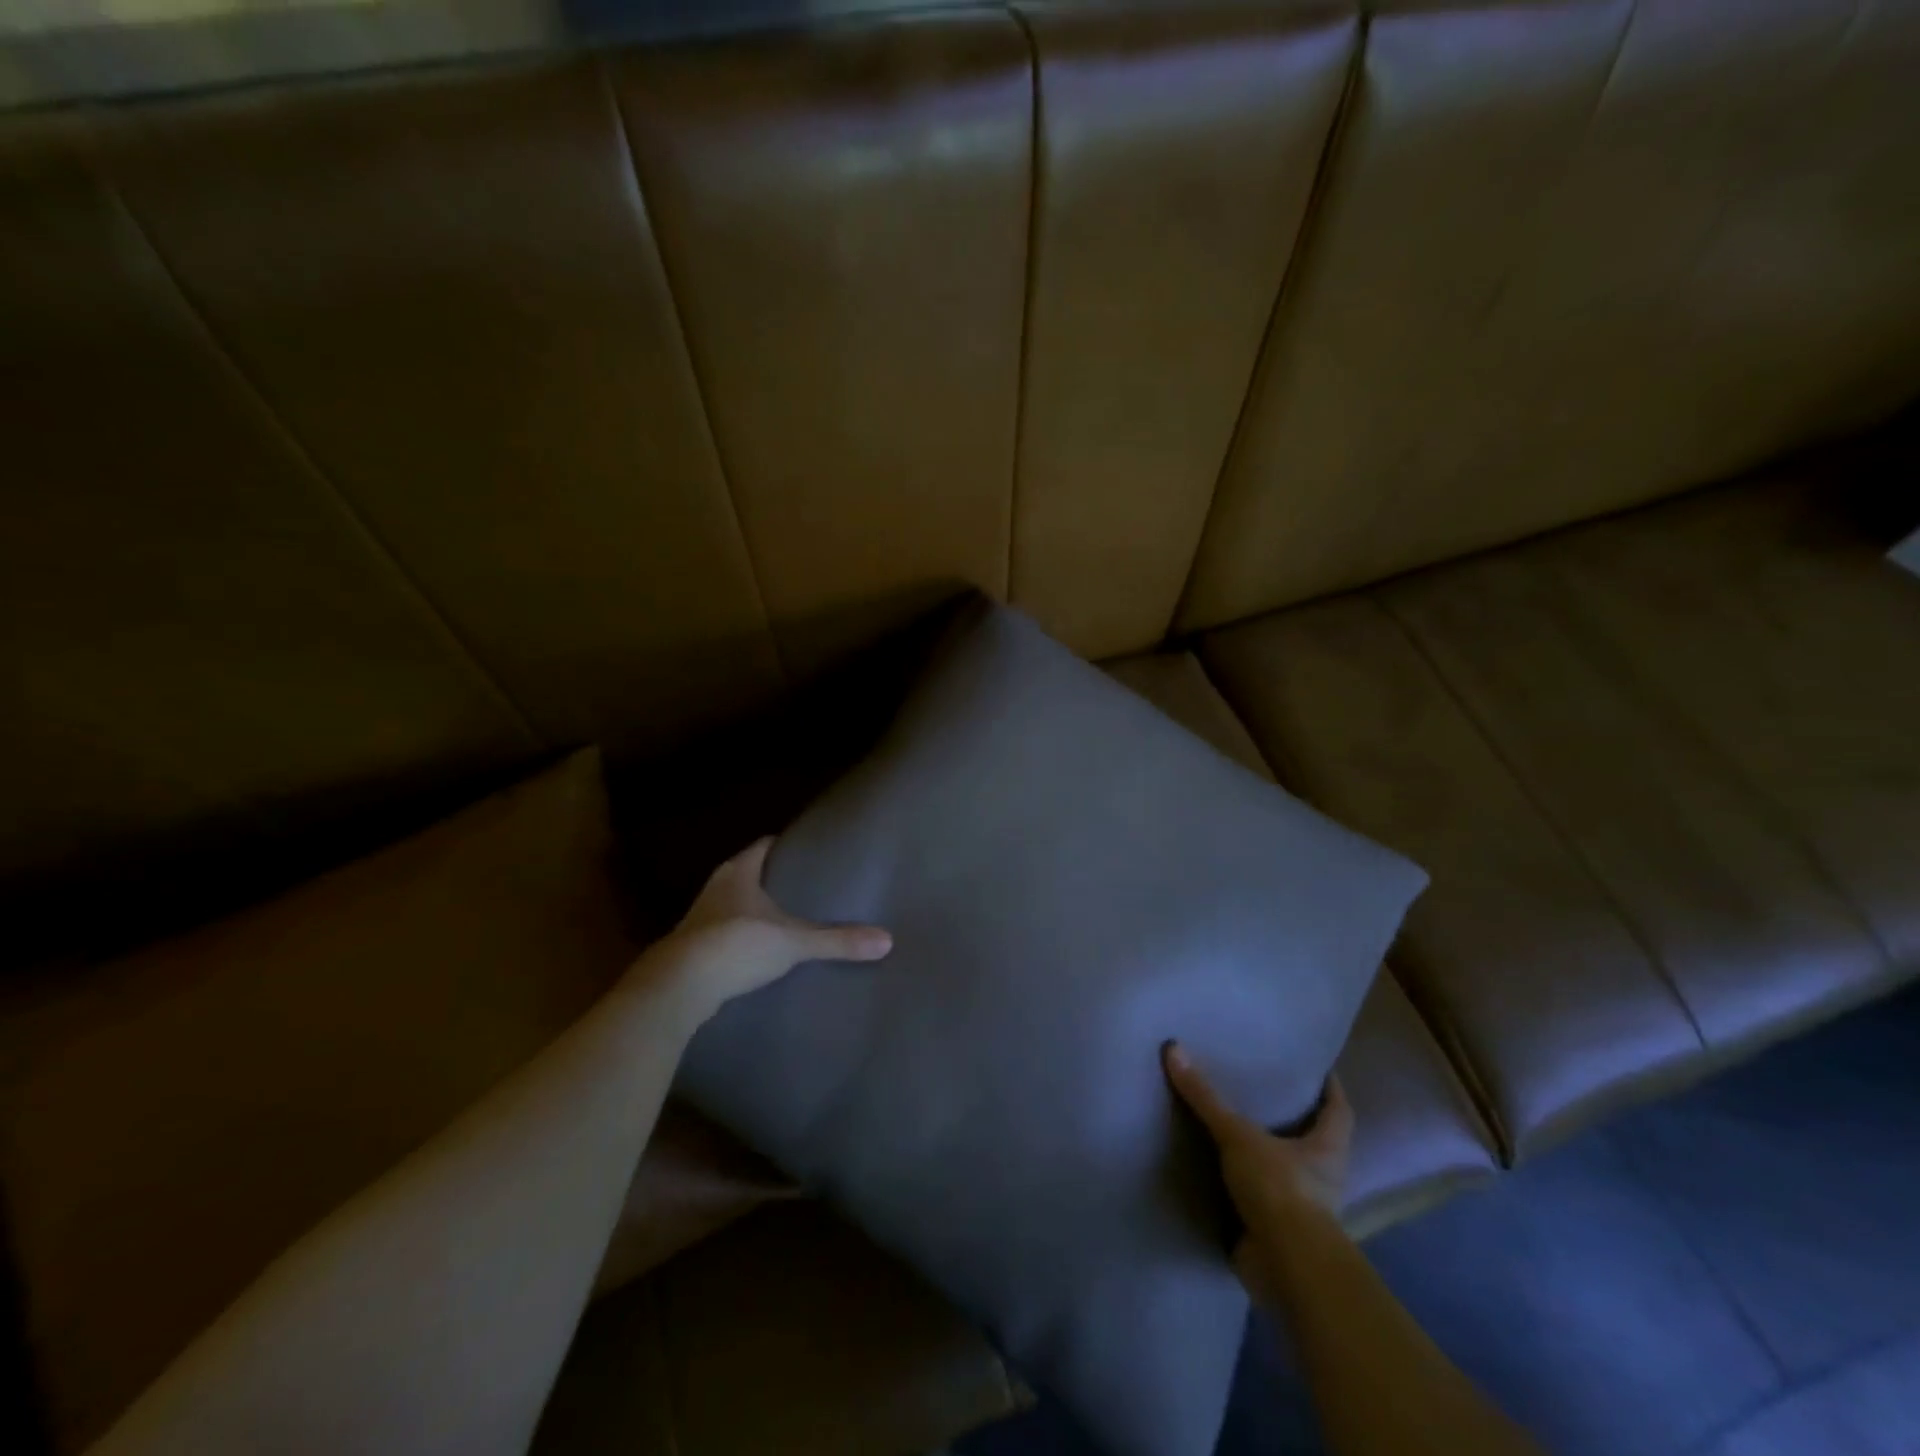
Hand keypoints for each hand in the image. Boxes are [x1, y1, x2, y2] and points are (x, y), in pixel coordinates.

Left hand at [638, 837, 891, 1024]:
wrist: (679, 987)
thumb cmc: (736, 945)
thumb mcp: (793, 941)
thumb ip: (836, 941)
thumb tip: (886, 940)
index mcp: (738, 872)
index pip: (762, 846)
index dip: (783, 845)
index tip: (807, 849)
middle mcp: (715, 888)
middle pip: (746, 873)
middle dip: (771, 878)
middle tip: (804, 884)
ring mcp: (699, 919)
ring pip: (731, 904)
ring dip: (752, 909)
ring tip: (784, 918)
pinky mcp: (691, 949)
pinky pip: (722, 934)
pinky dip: (740, 937)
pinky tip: (757, 951)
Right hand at [1163, 1042, 1352, 1299]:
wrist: (1286, 1267)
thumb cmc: (1280, 1190)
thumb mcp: (1238, 1136)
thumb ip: (1206, 1097)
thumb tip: (1174, 1048)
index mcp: (1328, 1149)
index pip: (1338, 1110)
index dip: (1329, 1088)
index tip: (1315, 1067)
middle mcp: (1323, 1178)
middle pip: (1314, 1141)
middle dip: (1293, 1120)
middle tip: (1263, 1090)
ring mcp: (1304, 1210)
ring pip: (1288, 1172)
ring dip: (1267, 1156)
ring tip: (1235, 1128)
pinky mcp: (1280, 1233)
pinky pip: (1263, 1201)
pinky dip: (1245, 1189)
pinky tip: (1219, 1173)